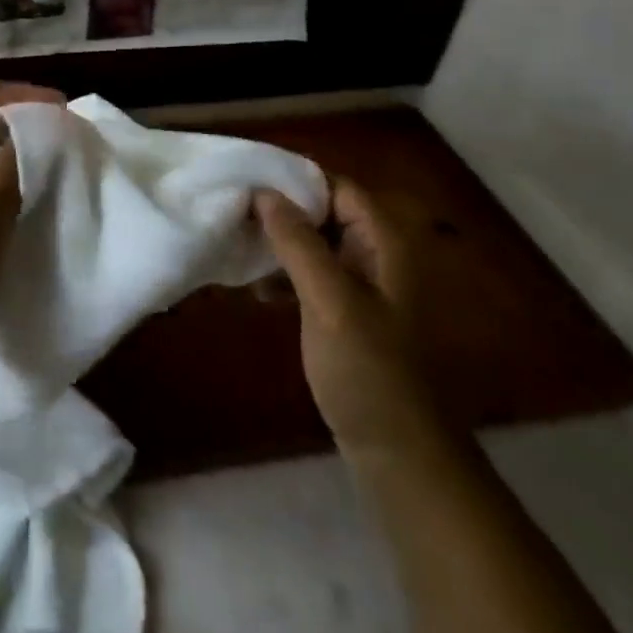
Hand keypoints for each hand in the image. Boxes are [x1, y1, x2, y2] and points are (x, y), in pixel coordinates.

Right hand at [254, 179, 454, 460]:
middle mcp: (377, 256)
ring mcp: (363, 287)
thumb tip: (265, 191)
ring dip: (279, 245)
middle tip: (234, 213)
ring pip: (314, 245)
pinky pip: (312, 276)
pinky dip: (286, 276)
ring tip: (238, 249)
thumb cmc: (368, 370)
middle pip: (325, 213)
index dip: (296, 179)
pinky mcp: (346, 314)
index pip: (338, 187)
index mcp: (384, 243)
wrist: (398, 453)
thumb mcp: (330, 300)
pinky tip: (257, 291)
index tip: (248, 180)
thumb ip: (298, 242)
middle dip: (281, 212)